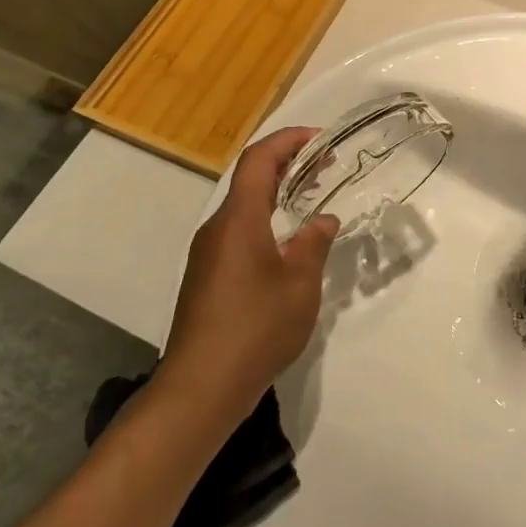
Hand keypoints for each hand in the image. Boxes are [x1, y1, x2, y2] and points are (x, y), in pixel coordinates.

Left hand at [159, 127, 338, 418]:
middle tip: (325, 166)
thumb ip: (314, 244)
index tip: (320, 139)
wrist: (200, 387)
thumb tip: (322, 220)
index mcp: (239, 219)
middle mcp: (217, 227)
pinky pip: (238, 232)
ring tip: (312, 200)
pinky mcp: (206, 276)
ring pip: (244, 207)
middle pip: (250, 179)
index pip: (259, 159)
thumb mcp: (300, 285)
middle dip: (287, 165)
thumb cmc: (255, 329)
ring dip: (277, 194)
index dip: (288, 140)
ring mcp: (207, 253)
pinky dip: (265, 221)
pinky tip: (288, 246)